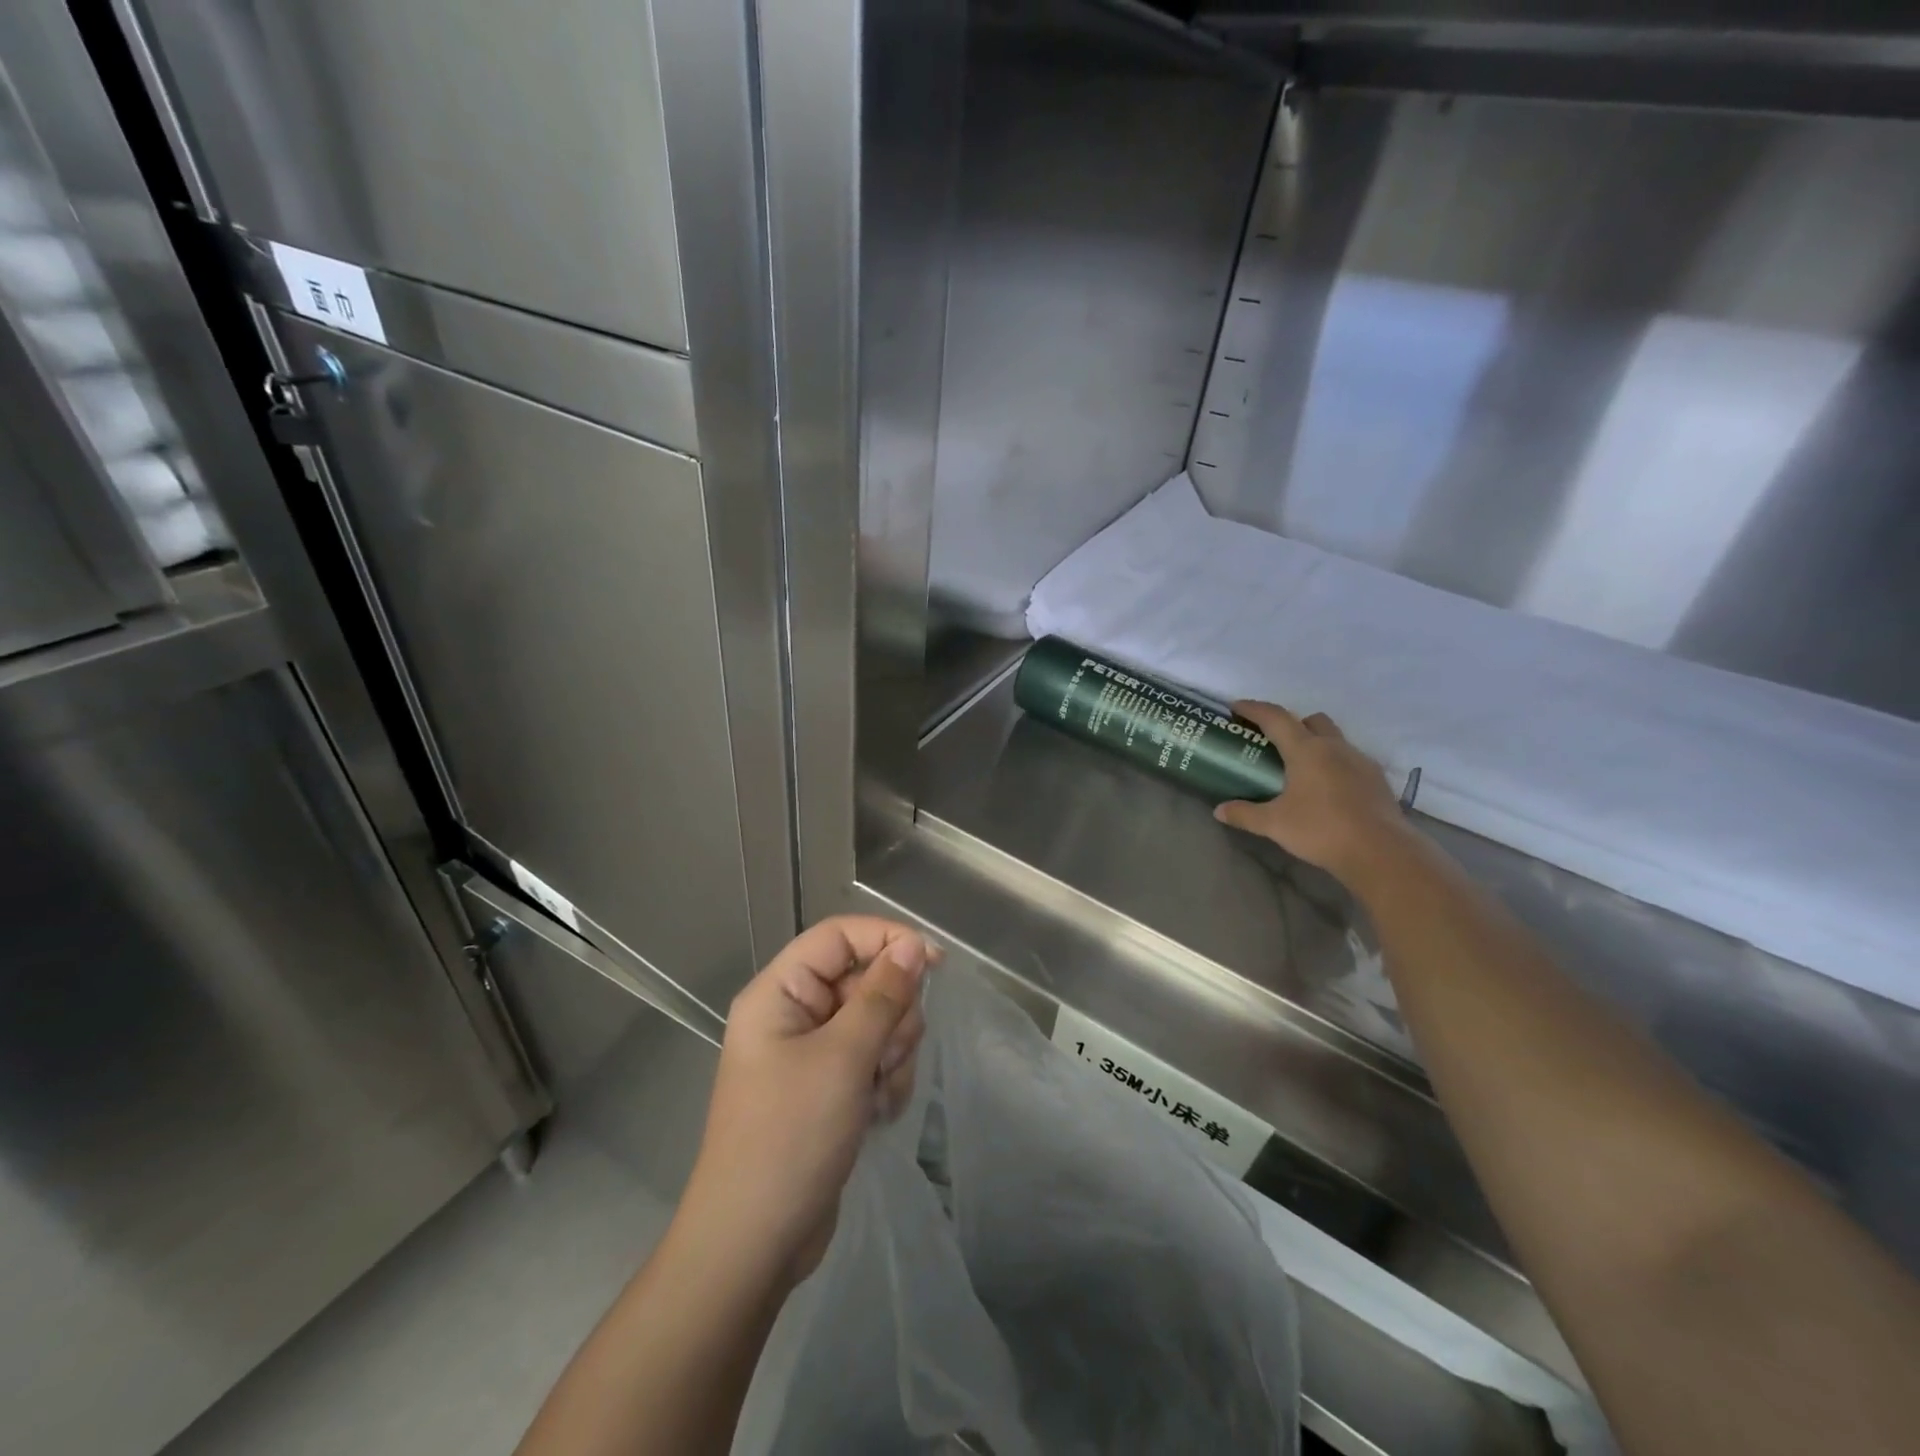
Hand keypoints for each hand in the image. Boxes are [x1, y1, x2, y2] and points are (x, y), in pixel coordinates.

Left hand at [683, 916, 937, 1285]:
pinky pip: (874, 1059)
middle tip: (884, 1056)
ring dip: (891, 1054)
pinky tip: (875, 1114)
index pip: (840, 936)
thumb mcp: (843, 1058)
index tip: (935, 963)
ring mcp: (812, 1053)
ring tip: (875, 1093)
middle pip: (865, 979)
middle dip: (890, 1016)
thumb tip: (912, 945)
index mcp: (780, 992)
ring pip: (877, 1021)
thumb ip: (882, 995)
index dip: (887, 939)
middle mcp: (794, 1013)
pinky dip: (884, 1081)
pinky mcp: (830, 1087)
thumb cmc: (790, 1137)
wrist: (755, 1244)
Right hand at [1214, 701, 1411, 882]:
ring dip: (1315, 743)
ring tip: (1300, 768)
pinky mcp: (1376, 780)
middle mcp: (1334, 747)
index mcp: (1306, 750)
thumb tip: (1218, 811)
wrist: (1381, 852)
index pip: (1275, 717)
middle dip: (1291, 724)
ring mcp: (1360, 761)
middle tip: (1273, 742)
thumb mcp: (1274, 824)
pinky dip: (1334, 764)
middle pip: (1311, 720)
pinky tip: (1327, 789)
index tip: (1236, 707)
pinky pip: (1350, 760)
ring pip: (1334, 739)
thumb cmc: (1321, 830)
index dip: (1254, 709)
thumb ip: (1245, 814)